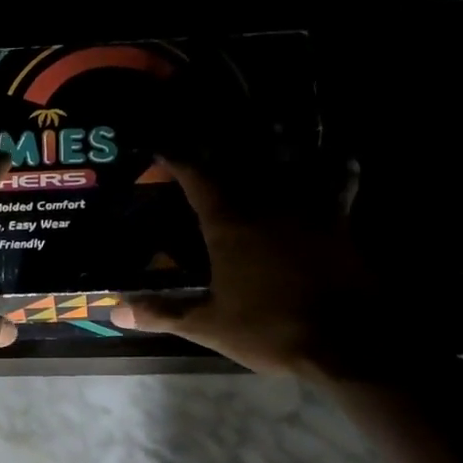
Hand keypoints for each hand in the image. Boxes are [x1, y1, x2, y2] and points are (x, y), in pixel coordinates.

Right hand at [109, 158, 384, 377]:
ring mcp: (308, 204)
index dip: (176, 156)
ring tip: (268, 122)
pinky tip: (338, 157)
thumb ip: (163, 313)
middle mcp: (267, 200)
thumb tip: (115, 310)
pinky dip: (338, 164)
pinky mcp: (339, 217)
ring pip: (291, 155)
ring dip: (277, 138)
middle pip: (239, 157)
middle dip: (219, 144)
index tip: (161, 145)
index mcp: (229, 221)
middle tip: (207, 132)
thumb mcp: (210, 325)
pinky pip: (340, 177)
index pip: (195, 174)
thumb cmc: (271, 329)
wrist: (347, 340)